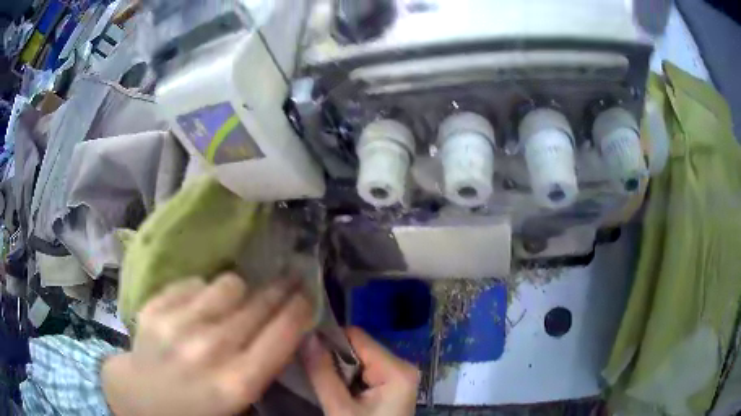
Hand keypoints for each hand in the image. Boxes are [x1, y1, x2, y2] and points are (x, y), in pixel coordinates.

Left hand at [102, 273, 312, 415]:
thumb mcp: (238, 403)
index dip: (299, 309)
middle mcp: (210, 349)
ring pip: (228, 284)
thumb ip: (261, 369)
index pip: (281, 335)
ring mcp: (178, 324)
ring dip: (239, 291)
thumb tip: (282, 332)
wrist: (139, 399)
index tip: (307, 294)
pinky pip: (194, 283)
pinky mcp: (155, 308)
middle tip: (288, 279)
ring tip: (236, 299)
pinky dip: (203, 292)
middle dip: (279, 290)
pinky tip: (199, 306)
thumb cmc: (195, 409)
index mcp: (236, 382)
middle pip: (258, 305)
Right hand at [301, 327, 419, 415]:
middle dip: (334, 359)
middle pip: (359, 348)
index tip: (305, 352)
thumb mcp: (340, 408)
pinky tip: (340, 393)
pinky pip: (364, 372)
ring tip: (326, 386)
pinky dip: (348, 379)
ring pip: (359, 360)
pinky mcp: (392, 386)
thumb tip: (306, 336)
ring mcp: (398, 377)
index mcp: (397, 370)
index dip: (328, 341)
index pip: (357, 337)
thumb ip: (322, 373)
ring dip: (339, 371)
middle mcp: (402, 367)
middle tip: (313, 374)